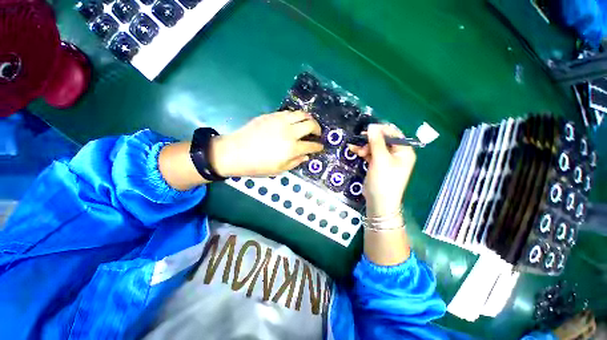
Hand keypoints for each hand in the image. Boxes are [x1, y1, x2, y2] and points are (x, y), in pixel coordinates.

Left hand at [211, 111, 323, 176]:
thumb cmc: (257, 165)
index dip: (318, 146)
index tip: (320, 147)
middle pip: (310, 125)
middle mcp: (289, 132)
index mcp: (291, 148)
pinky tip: (294, 122)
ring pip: (301, 114)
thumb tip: (306, 156)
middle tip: (317, 134)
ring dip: (308, 119)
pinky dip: (296, 116)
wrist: (235, 152)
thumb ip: (295, 162)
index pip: (311, 145)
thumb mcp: (279, 170)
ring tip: (309, 124)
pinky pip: (289, 112)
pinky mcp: (271, 115)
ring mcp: (280, 121)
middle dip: (318, 129)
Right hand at [350, 124, 415, 217]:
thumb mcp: (380, 159)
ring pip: (375, 146)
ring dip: (365, 146)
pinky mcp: (378, 165)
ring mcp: (387, 160)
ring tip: (355, 149)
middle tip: (359, 139)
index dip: (380, 129)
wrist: (379, 202)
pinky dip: (363, 152)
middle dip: (370, 139)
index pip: (394, 133)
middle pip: (383, 139)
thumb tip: (371, 126)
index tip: (367, 129)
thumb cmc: (384, 180)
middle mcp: (397, 154)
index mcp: (404, 151)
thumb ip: (376, 142)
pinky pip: (371, 154)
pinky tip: (355, 150)